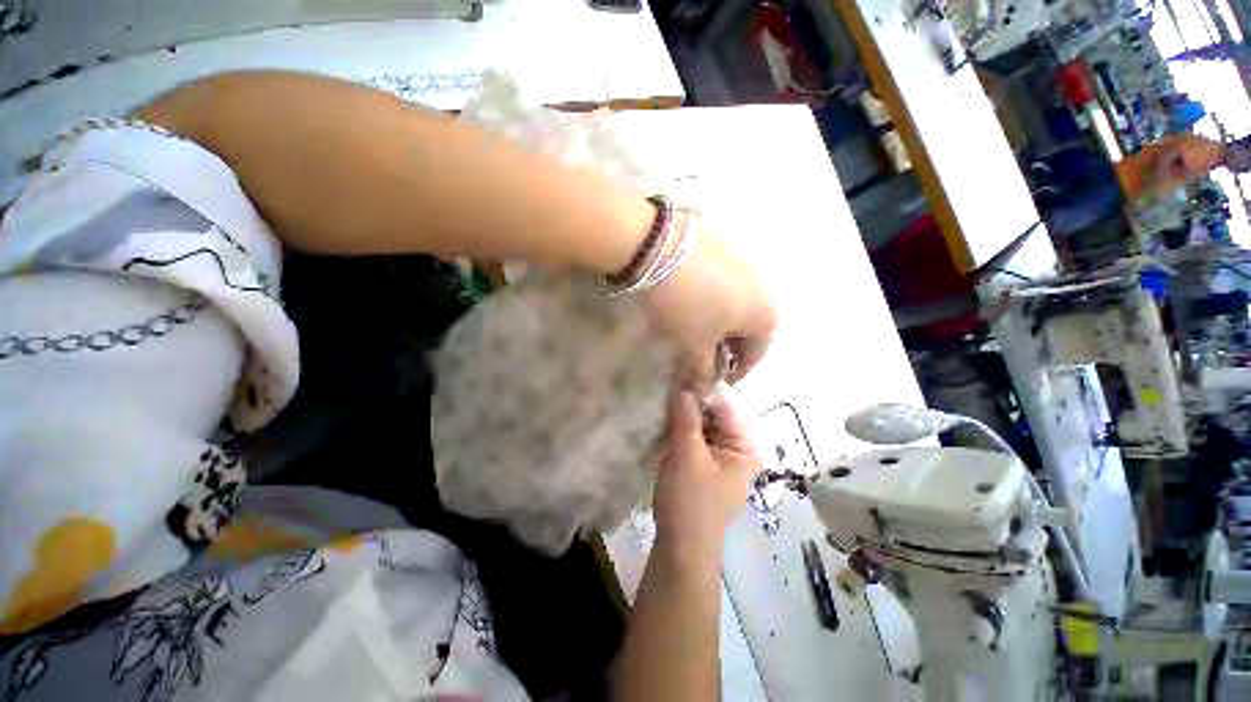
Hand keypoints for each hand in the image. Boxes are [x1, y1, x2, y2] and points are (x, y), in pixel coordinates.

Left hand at [642, 224, 777, 383]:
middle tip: (702, 356)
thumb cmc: (688, 307)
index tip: (715, 381)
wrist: (663, 249)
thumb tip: (704, 392)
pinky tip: (690, 300)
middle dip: (726, 346)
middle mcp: (764, 288)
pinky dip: (711, 299)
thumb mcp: (694, 345)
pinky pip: (723, 284)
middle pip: (748, 328)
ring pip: (735, 304)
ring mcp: (745, 263)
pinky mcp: (724, 247)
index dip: (735, 373)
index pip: (756, 355)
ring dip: (718, 322)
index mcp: (766, 316)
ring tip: (693, 329)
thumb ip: (702, 371)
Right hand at [653, 391, 760, 560]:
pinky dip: (677, 434)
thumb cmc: (691, 501)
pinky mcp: (701, 468)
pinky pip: (691, 442)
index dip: (701, 393)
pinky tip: (661, 424)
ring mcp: (717, 460)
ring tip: (660, 404)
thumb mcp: (688, 455)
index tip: (677, 379)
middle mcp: (735, 451)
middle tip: (664, 391)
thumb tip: (683, 388)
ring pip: (699, 429)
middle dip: (688, 407)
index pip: (724, 408)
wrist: (680, 548)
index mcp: (744, 447)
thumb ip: (686, 419)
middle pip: (712, 418)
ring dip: (680, 420)